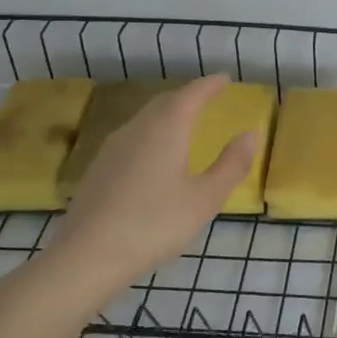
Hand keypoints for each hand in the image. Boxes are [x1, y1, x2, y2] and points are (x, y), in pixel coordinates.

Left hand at [32, 76, 256, 311]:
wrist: (85, 259)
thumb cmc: (155, 225)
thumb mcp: (205, 199)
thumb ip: (231, 164)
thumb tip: (250, 134)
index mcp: (166, 129)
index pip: (191, 95)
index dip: (209, 85)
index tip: (224, 79)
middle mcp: (137, 130)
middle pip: (164, 102)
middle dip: (187, 96)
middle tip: (207, 98)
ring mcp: (111, 149)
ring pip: (145, 120)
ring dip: (167, 114)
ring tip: (184, 123)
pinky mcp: (97, 171)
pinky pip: (131, 138)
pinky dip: (151, 134)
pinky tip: (153, 156)